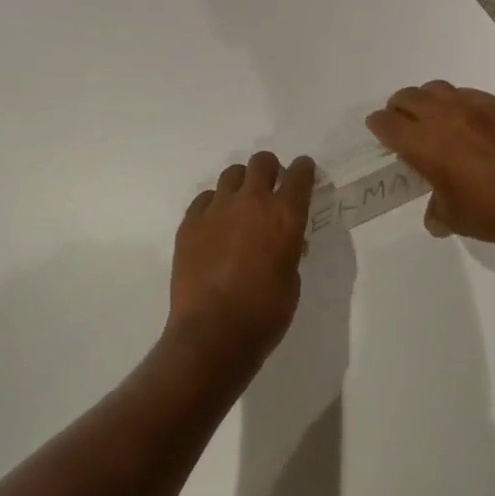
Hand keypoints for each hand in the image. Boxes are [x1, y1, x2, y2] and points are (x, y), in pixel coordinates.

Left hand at [168, 151, 316, 365]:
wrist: (213, 333)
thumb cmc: (264, 314)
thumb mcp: (292, 281)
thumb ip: (289, 251)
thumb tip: (283, 242)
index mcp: (285, 216)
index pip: (300, 175)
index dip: (304, 170)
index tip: (303, 174)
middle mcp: (252, 202)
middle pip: (262, 162)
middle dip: (270, 170)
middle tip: (270, 187)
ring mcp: (217, 209)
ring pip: (231, 174)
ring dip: (241, 185)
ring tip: (240, 208)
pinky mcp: (190, 222)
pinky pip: (205, 199)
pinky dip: (214, 206)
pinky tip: (214, 226)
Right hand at [367, 82, 494, 248]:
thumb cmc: (493, 212)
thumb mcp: (455, 218)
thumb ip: (437, 211)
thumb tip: (434, 216)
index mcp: (421, 143)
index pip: (386, 123)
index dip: (378, 126)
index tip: (380, 132)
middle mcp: (442, 116)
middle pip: (407, 98)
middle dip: (399, 109)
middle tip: (403, 124)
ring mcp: (473, 105)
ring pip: (437, 89)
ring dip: (428, 101)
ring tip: (435, 118)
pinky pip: (469, 95)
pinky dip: (460, 104)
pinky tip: (471, 124)